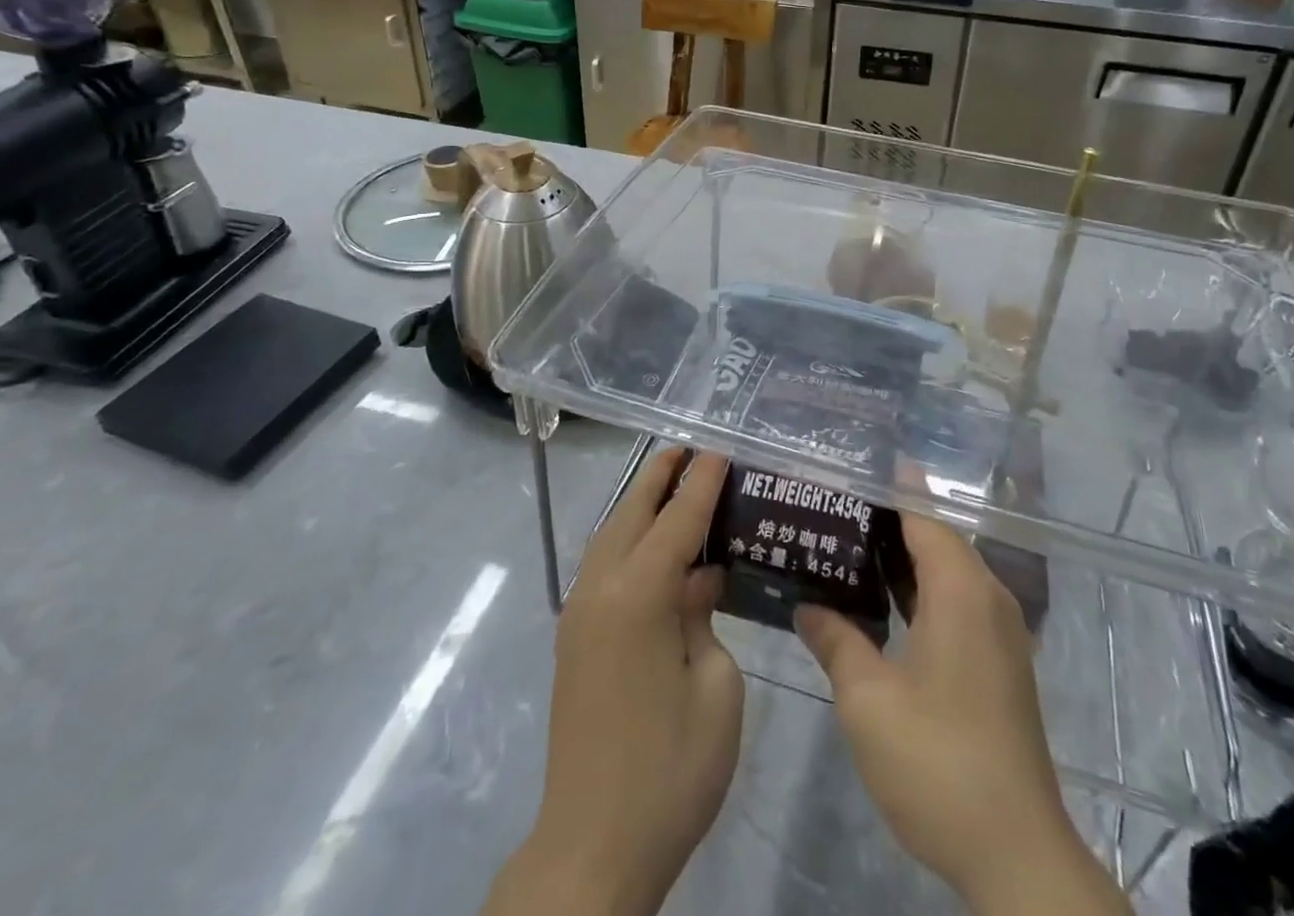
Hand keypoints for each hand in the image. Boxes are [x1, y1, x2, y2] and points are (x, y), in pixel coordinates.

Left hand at [485, 450, 743, 915]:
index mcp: (638, 595)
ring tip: (671, 483)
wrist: (593, 845)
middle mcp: (600, 590)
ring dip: (640, 504)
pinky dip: (629, 539)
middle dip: (659, 476)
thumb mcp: (716, 689)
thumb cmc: (670, 768)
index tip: (719, 450)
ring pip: (611, 536)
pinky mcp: (574, 639)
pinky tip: (654, 547)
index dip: (701, 483)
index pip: (677, 520)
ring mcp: (580, 614)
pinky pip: (603, 566)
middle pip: (632, 513)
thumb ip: (705, 617)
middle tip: (688, 447)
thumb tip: (698, 580)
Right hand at [796, 515, 1129, 915]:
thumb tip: (806, 606)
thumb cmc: (937, 760)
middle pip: (936, 538)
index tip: (848, 469)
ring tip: (846, 546)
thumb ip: (836, 640)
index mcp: (961, 589)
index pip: (922, 514)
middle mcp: (987, 597)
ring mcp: (998, 632)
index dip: (887, 488)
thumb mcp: (868, 699)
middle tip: (832, 508)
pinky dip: (920, 591)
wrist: (1016, 852)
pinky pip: (956, 603)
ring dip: (902, 559)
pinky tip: (881, 604)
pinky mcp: (999, 663)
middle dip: (887, 521)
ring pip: (946, 573)